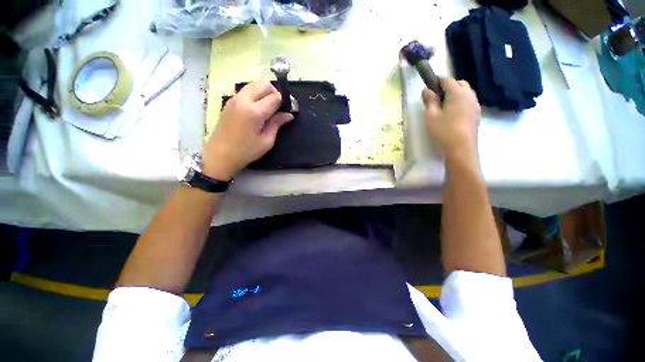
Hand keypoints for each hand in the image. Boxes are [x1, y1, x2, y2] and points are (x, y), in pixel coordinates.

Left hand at [203, 80, 293, 179]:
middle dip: (274, 91)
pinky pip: (245, 90)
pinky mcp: (229, 101)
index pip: (274, 97)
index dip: (284, 101)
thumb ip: (277, 124)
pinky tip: (256, 109)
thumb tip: (288, 115)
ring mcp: (234, 99)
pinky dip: (255, 94)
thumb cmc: (246, 151)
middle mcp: (243, 100)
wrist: (220, 155)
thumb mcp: (266, 141)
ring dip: (264, 92)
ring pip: (253, 84)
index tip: (288, 108)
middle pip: (263, 83)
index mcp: (254, 112)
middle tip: (278, 107)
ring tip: (268, 108)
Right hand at [422, 79, 480, 159]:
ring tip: (444, 105)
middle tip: (436, 96)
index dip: (437, 81)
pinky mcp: (476, 114)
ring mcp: (475, 105)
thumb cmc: (443, 131)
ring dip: (455, 93)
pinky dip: (461, 101)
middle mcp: (469, 95)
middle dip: (448, 86)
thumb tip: (426, 90)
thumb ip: (429, 101)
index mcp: (457, 93)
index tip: (429, 85)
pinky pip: (469, 101)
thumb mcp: (431, 116)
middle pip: (459, 83)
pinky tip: (453, 112)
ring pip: (466, 92)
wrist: (461, 148)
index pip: (447, 80)